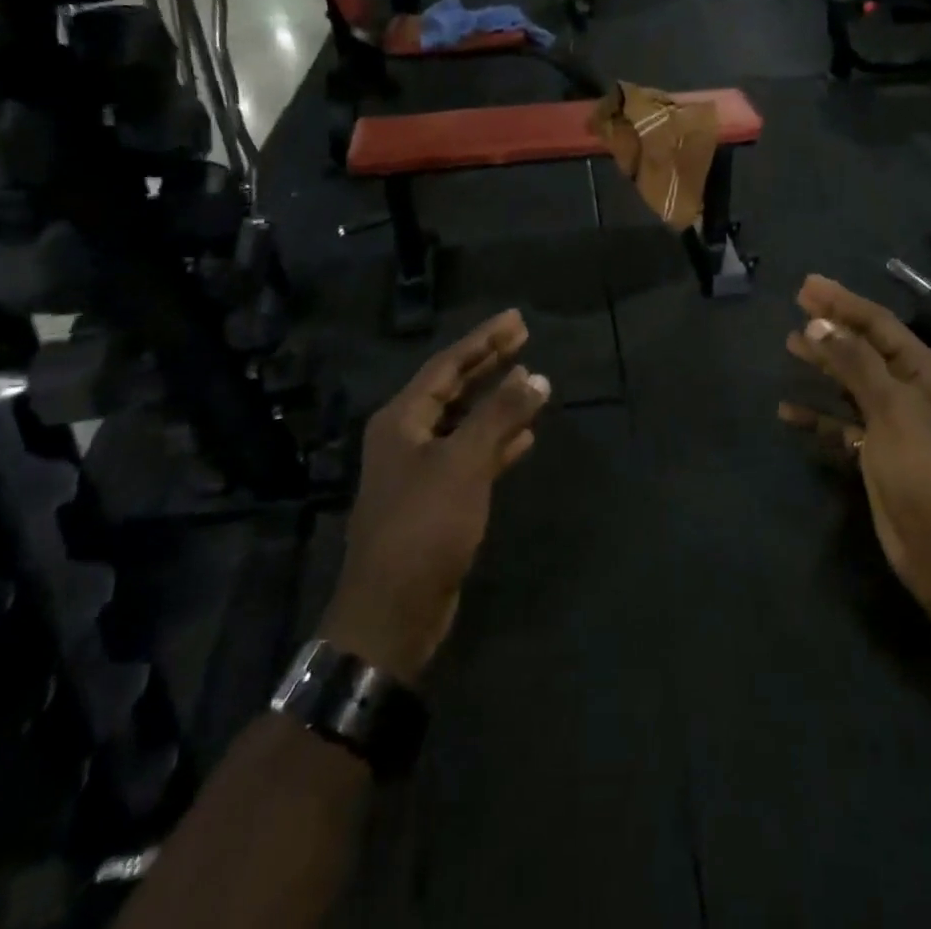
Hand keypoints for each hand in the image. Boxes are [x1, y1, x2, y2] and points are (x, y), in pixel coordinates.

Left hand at [323, 311, 551, 683]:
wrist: (394, 610)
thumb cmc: (424, 525)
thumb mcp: (463, 463)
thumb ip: (500, 416)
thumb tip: (537, 377)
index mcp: (402, 419)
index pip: (447, 365)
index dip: (483, 340)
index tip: (517, 320)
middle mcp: (407, 437)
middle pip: (454, 388)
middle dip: (489, 362)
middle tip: (524, 336)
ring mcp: (422, 469)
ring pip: (465, 422)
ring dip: (496, 401)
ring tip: (531, 379)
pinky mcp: (438, 499)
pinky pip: (472, 455)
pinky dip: (497, 441)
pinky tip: (525, 435)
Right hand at [780, 275, 930, 614]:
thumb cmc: (925, 469)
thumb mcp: (893, 408)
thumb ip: (855, 363)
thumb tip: (819, 323)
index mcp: (924, 372)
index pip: (879, 324)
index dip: (843, 302)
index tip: (807, 285)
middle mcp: (909, 391)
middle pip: (864, 348)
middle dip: (832, 326)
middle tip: (796, 303)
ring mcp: (892, 423)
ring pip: (851, 383)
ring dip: (823, 364)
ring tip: (790, 344)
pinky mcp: (875, 453)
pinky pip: (840, 424)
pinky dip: (817, 415)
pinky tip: (788, 411)